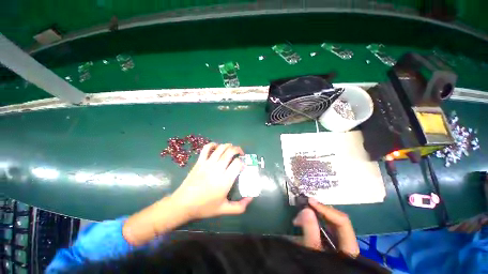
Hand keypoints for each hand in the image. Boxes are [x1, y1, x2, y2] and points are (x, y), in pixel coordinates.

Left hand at [171, 143, 252, 219]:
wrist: (183, 204)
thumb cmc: (204, 207)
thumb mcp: (224, 209)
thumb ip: (239, 206)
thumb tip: (251, 199)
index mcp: (225, 180)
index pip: (238, 163)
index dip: (243, 162)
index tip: (243, 165)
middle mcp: (218, 168)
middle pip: (230, 152)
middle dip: (238, 150)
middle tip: (240, 154)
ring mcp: (208, 163)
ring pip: (221, 148)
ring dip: (229, 146)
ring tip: (232, 149)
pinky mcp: (200, 161)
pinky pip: (207, 148)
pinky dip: (213, 144)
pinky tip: (217, 147)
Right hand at [293, 198, 358, 256]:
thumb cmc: (319, 270)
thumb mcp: (313, 253)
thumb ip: (311, 233)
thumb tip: (307, 209)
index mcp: (349, 247)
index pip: (342, 222)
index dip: (326, 209)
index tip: (310, 202)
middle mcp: (346, 241)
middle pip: (335, 219)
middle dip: (317, 212)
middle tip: (301, 211)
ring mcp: (338, 241)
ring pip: (328, 222)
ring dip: (312, 216)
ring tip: (297, 220)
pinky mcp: (330, 242)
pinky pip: (322, 226)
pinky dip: (312, 222)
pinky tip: (302, 223)